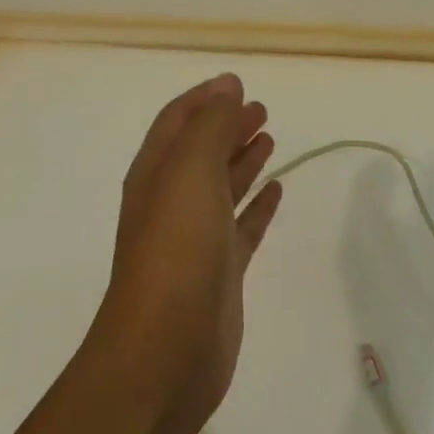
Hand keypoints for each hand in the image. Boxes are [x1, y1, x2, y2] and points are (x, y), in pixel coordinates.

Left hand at [96, 74, 282, 426]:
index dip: (203, 99)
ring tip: (269, 137)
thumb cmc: (176, 248)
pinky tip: (277, 190)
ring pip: (223, 187)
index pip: (177, 122)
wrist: (167, 350)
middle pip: (201, 151)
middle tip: (261, 109)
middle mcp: (172, 201)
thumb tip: (227, 84)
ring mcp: (196, 238)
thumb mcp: (190, 171)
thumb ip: (210, 124)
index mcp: (156, 174)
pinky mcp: (221, 270)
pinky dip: (258, 204)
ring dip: (243, 159)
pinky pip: (243, 225)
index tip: (235, 83)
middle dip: (227, 126)